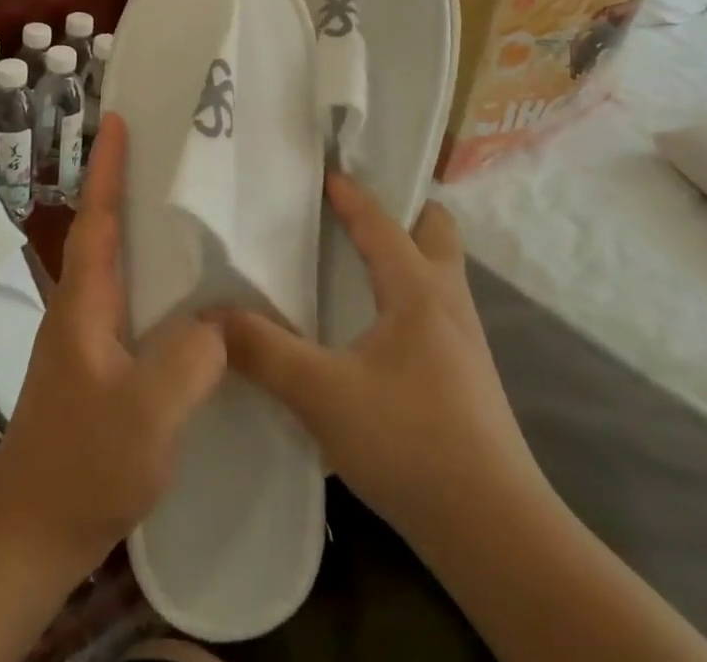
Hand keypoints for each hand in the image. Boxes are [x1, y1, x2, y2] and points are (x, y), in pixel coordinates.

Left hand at [0, 113, 226, 575]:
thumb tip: (221, 320)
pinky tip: (188, 303)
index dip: (108, 167)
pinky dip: (155, 284)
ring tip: (189, 217)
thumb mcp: (148, 413)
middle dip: (129, 188)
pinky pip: (130, 305)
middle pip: (105, 232)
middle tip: (170, 157)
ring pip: (118, 269)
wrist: (31, 533)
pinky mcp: (95, 367)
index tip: (117, 119)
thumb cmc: (83, 463)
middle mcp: (80, 307)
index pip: (97, 218)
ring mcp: (84, 339)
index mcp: (84, 301)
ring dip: (142, 234)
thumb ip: (190, 358)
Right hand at [221, 175, 546, 545]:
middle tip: (356, 212)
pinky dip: (409, 292)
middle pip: (436, 230)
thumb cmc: (410, 442)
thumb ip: (264, 351)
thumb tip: (210, 317)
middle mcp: (449, 302)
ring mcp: (466, 340)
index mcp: (419, 289)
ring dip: (408, 251)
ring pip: (441, 270)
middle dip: (402, 209)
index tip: (323, 173)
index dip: (352, 194)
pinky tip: (377, 326)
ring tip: (360, 261)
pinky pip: (438, 306)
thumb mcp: (323, 394)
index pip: (382, 222)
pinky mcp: (467, 375)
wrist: (497, 533)